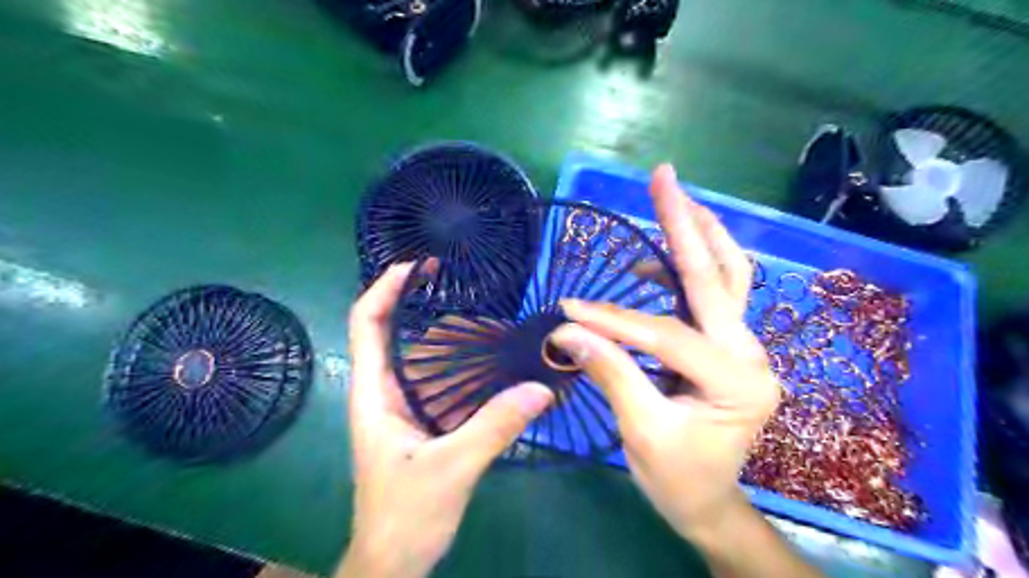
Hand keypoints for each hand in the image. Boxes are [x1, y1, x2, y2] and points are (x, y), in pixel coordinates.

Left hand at [339, 265, 555, 577]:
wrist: (394, 560)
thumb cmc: (406, 514)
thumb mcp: (452, 468)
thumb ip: (495, 427)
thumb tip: (541, 388)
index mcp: (373, 394)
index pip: (366, 325)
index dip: (383, 289)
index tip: (414, 265)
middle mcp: (381, 392)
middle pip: (385, 330)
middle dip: (407, 296)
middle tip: (447, 274)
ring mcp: (399, 406)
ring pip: (409, 351)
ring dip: (430, 323)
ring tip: (468, 303)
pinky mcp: (417, 420)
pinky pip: (431, 375)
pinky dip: (448, 355)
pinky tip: (478, 352)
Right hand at [556, 165, 779, 544]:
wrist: (709, 502)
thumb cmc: (678, 478)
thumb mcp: (642, 432)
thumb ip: (610, 373)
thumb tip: (566, 331)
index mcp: (736, 382)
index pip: (665, 335)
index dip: (614, 320)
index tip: (567, 311)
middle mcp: (750, 354)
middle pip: (719, 276)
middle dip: (687, 224)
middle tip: (665, 177)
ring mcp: (743, 346)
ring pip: (728, 276)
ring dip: (698, 236)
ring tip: (671, 200)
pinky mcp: (726, 345)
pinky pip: (711, 295)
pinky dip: (687, 268)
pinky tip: (656, 260)